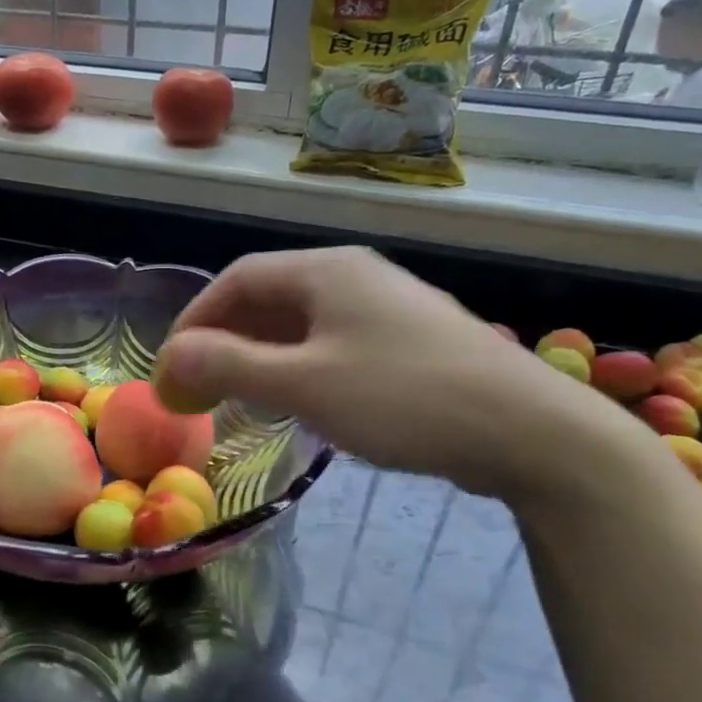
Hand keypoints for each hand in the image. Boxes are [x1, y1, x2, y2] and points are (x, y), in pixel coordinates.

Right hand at [153, 247, 631, 502]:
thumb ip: (231, 366)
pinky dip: (296, 365)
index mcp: (326, 270)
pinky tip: (295, 398)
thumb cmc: (405, 398)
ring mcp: (385, 307)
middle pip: (267, 298)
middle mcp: (354, 276)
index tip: (171, 367)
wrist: (530, 432)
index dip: (194, 321)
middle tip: (196, 387)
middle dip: (223, 340)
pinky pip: (331, 342)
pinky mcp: (408, 341)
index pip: (236, 280)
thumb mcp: (305, 384)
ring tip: (234, 396)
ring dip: (258, 355)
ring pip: (300, 323)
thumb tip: (172, 356)